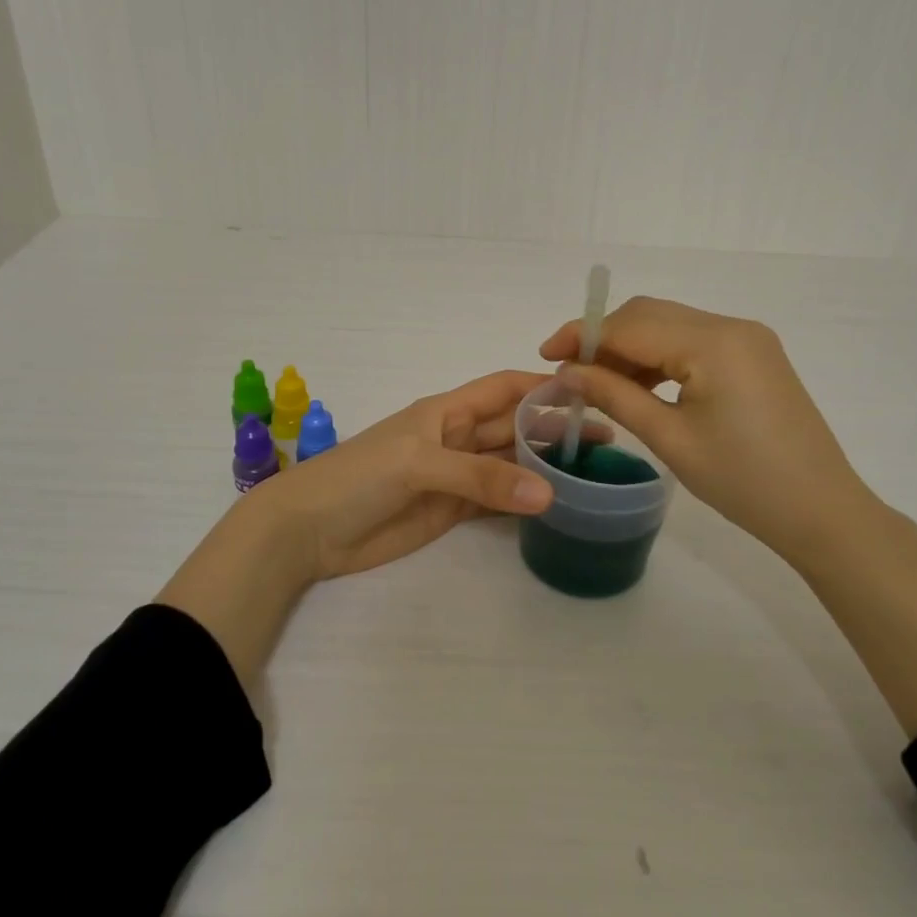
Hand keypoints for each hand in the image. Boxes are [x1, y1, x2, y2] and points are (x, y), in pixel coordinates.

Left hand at [161, 370, 556, 684]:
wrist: (308, 530)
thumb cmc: (358, 477)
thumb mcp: (418, 465)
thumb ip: (480, 479)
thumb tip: (548, 493)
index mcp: (447, 411)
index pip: (504, 389)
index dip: (542, 386)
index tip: (590, 391)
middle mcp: (457, 437)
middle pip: (514, 426)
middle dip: (555, 428)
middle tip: (609, 440)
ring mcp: (456, 476)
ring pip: (510, 465)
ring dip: (545, 466)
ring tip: (593, 473)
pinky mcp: (451, 512)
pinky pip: (496, 501)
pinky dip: (524, 501)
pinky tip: (555, 504)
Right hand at [540, 296, 879, 560]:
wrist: (822, 511)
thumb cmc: (744, 482)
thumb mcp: (670, 439)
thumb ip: (614, 395)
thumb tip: (565, 372)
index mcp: (713, 343)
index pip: (630, 325)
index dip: (582, 336)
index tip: (544, 356)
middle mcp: (731, 326)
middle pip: (649, 314)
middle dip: (603, 338)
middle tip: (569, 373)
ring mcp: (748, 338)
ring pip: (670, 325)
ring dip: (630, 347)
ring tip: (599, 384)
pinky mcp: (754, 355)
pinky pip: (693, 341)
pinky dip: (660, 356)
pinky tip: (639, 384)